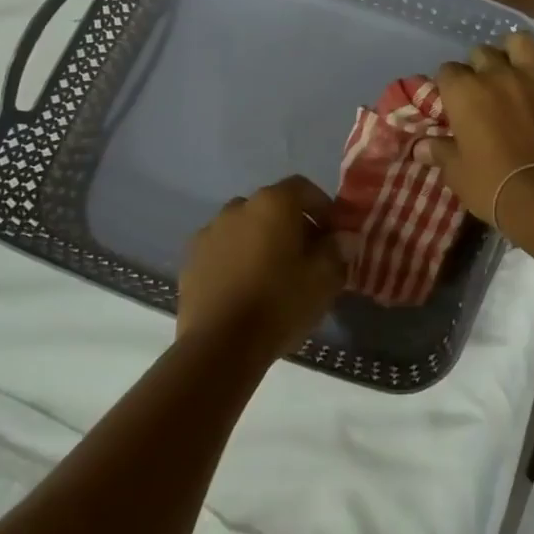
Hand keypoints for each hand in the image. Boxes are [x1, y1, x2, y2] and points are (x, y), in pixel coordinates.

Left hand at [178, 177, 346, 362]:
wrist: (219, 346)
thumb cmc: (280, 303)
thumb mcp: (324, 278)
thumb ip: (336, 250)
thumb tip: (342, 237)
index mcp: (273, 203)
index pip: (303, 188)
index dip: (322, 208)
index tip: (333, 234)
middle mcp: (239, 207)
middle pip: (272, 206)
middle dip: (291, 225)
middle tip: (307, 256)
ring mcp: (210, 232)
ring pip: (245, 227)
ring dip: (261, 240)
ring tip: (273, 273)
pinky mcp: (190, 260)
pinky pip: (222, 249)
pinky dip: (236, 259)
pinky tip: (245, 288)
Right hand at [424, 31, 533, 228]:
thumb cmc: (492, 183)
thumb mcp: (456, 172)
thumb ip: (439, 151)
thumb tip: (419, 146)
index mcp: (464, 92)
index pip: (447, 71)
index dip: (447, 85)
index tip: (451, 102)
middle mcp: (496, 74)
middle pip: (481, 53)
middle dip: (477, 67)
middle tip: (480, 89)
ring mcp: (531, 77)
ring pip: (519, 41)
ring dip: (512, 50)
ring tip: (510, 66)